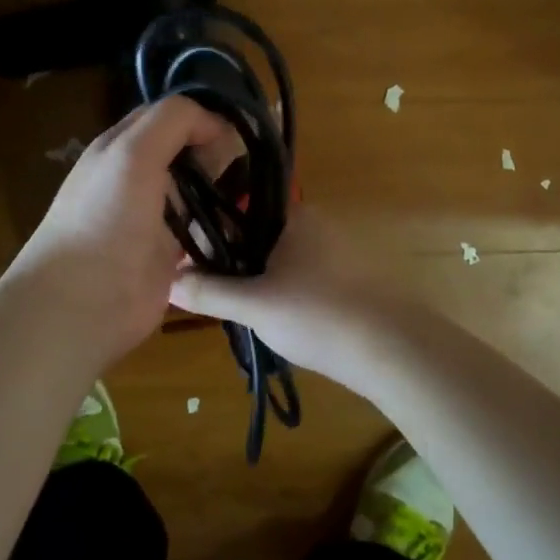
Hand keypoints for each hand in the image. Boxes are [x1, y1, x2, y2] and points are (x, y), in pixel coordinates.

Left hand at [6, 97, 238, 365]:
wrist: (82, 302)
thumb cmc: (105, 217)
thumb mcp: (133, 152)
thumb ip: (174, 121)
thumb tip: (217, 123)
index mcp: (122, 148)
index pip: (170, 117)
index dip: (204, 117)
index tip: (243, 128)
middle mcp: (138, 178)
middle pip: (188, 155)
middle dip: (222, 155)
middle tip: (259, 163)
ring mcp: (155, 220)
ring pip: (200, 194)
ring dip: (228, 192)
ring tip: (265, 192)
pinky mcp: (171, 257)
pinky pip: (205, 234)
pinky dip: (226, 229)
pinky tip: (253, 226)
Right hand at [168, 207, 395, 382]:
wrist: (393, 350)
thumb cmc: (317, 314)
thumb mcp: (253, 304)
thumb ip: (208, 291)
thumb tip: (166, 281)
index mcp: (292, 215)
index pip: (237, 209)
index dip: (209, 233)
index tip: (189, 262)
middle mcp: (316, 224)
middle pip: (257, 234)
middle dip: (232, 260)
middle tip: (210, 292)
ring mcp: (337, 251)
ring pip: (280, 258)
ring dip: (257, 279)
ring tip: (237, 310)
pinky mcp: (351, 279)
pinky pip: (303, 277)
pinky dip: (284, 292)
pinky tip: (276, 320)